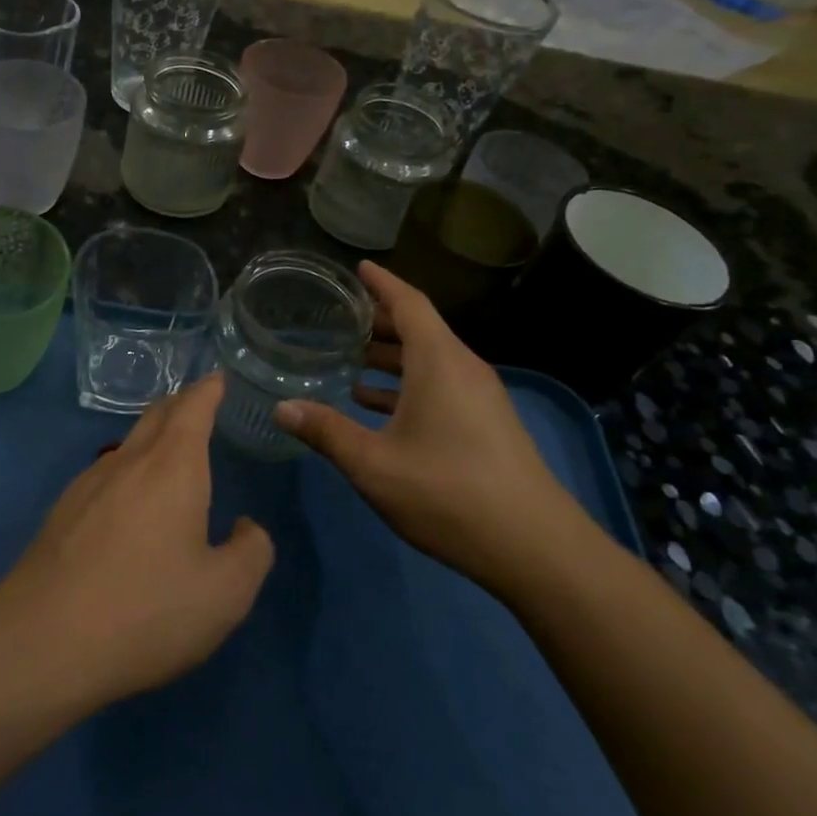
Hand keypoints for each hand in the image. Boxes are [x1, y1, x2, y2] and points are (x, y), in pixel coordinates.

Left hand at [0, 373, 274, 706]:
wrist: (41, 642)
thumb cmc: (145, 611)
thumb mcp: (225, 594)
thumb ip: (251, 552)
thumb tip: (246, 527)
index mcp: (171, 467)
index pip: (192, 407)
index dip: (208, 389)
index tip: (218, 378)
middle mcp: (128, 462)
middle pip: (156, 415)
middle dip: (181, 403)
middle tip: (200, 403)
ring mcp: (87, 484)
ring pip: (128, 443)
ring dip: (153, 436)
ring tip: (170, 451)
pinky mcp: (62, 512)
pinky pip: (106, 473)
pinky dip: (129, 469)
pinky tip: (130, 503)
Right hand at [273, 261, 597, 598]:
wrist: (535, 547)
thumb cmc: (448, 493)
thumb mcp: (374, 464)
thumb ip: (326, 431)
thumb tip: (282, 407)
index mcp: (439, 362)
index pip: (409, 303)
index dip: (381, 282)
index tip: (357, 268)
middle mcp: (463, 369)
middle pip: (419, 328)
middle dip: (379, 320)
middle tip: (337, 318)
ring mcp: (480, 397)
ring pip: (430, 359)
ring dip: (391, 355)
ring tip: (349, 359)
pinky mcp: (486, 423)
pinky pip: (440, 384)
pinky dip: (407, 383)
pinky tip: (375, 404)